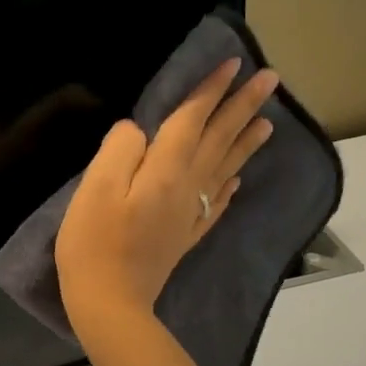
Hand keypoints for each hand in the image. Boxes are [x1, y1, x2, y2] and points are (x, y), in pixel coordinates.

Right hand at [55, 60, 278, 333]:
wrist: (109, 302)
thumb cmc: (94, 242)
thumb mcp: (95, 188)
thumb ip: (119, 150)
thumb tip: (137, 129)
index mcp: (165, 170)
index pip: (193, 119)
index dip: (211, 90)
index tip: (234, 64)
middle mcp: (187, 186)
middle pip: (219, 138)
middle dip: (243, 105)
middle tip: (271, 79)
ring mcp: (190, 213)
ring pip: (226, 167)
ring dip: (247, 140)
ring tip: (268, 121)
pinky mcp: (186, 234)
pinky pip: (218, 202)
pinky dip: (231, 184)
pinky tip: (238, 179)